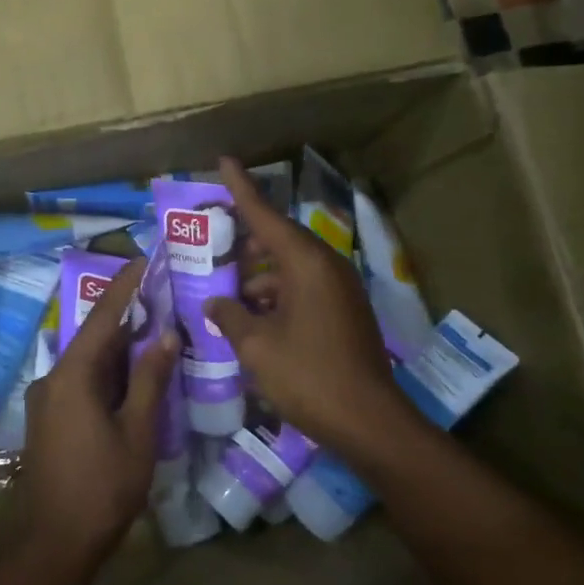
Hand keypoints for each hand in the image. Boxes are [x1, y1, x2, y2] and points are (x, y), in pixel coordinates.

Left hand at [21, 257, 179, 575]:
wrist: (54, 543)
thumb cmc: (102, 488)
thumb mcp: (137, 432)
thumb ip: (150, 380)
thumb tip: (166, 335)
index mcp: (72, 375)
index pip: (102, 317)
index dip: (126, 286)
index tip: (145, 259)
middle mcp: (52, 378)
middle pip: (93, 336)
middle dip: (127, 316)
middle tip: (162, 296)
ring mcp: (47, 399)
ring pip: (88, 360)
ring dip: (118, 347)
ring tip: (155, 329)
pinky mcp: (48, 418)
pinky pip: (80, 381)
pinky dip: (107, 371)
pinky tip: (133, 373)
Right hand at [204, 158, 401, 456]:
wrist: (370, 423)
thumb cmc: (309, 376)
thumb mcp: (257, 346)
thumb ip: (230, 315)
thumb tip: (215, 301)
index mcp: (306, 264)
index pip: (265, 215)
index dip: (241, 189)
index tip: (224, 161)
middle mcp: (326, 267)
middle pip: (279, 240)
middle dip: (245, 243)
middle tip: (213, 248)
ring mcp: (340, 291)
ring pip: (290, 268)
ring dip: (259, 277)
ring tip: (226, 293)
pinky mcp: (344, 313)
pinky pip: (303, 289)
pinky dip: (277, 296)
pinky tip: (253, 318)